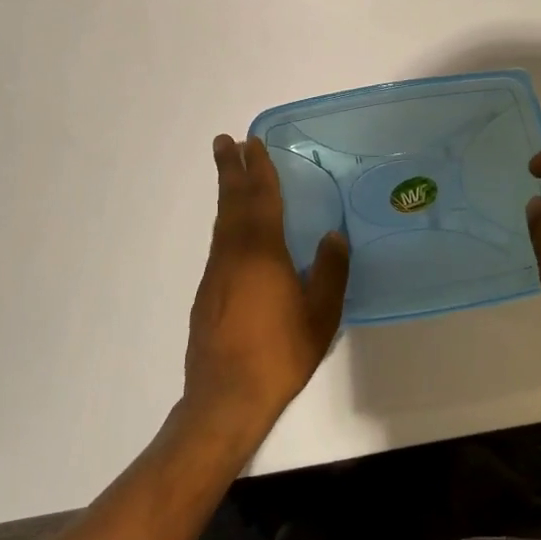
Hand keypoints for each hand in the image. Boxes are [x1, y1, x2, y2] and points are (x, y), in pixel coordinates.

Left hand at [183, 135, 349, 443]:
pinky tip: (234, 232)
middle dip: (230, 170)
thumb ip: (330, 272)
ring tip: (230, 174)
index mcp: (262, 252)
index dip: (258, 169)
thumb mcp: (320, 315)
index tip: (251, 142)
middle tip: (225, 141)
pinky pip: (220, 243)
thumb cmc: (279, 353)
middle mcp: (233, 253)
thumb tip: (333, 235)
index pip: (261, 198)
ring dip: (227, 193)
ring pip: (222, 221)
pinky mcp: (206, 293)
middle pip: (232, 201)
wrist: (225, 398)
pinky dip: (226, 222)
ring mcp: (216, 273)